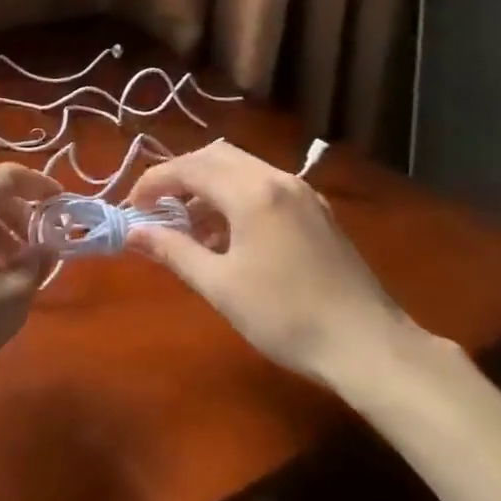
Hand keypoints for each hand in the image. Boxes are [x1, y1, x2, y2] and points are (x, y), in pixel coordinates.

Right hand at [126, 140, 422, 398]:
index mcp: (252, 192)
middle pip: (216, 156)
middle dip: (180, 176)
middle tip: (156, 209)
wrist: (367, 344)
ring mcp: (303, 192)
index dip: (153, 183)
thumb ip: (173, 251)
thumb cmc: (285, 317)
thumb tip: (132, 232)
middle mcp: (278, 179)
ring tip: (187, 226)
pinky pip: (264, 185)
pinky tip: (227, 235)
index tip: (133, 208)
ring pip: (242, 168)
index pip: (189, 168)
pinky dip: (235, 196)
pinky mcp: (317, 210)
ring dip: (208, 186)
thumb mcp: (219, 286)